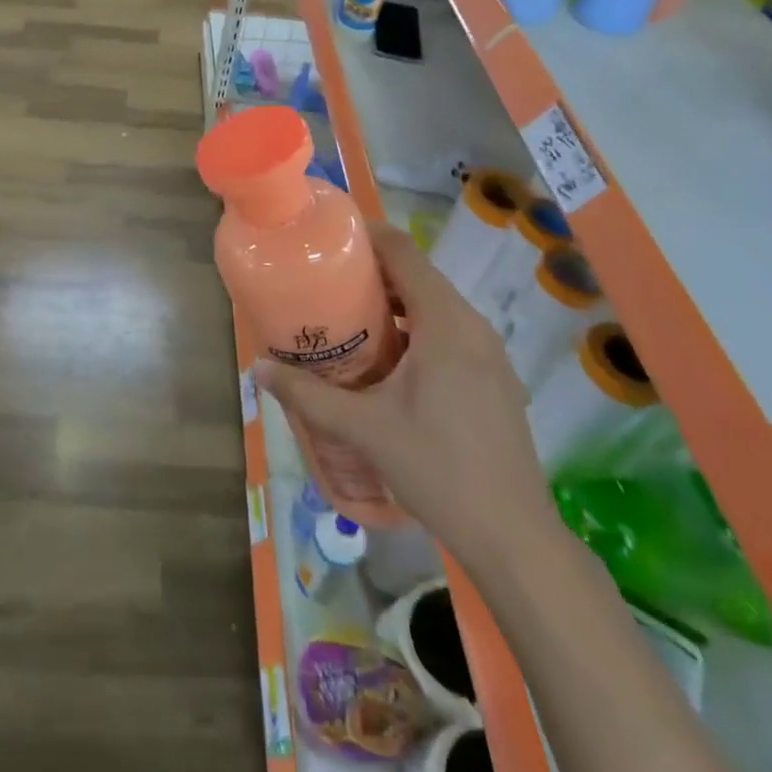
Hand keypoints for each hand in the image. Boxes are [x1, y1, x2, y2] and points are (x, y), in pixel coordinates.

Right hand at [252, 222, 553, 574]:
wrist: (512, 534)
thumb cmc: (437, 468)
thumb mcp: (363, 428)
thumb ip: (308, 395)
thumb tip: (259, 370)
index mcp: (446, 323)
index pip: (404, 253)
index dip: (367, 236)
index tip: (329, 238)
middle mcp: (473, 327)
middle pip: (419, 277)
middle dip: (373, 273)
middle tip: (326, 282)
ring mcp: (491, 355)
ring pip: (436, 308)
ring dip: (395, 304)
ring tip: (350, 318)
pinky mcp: (495, 381)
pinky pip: (451, 335)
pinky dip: (417, 330)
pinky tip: (389, 363)